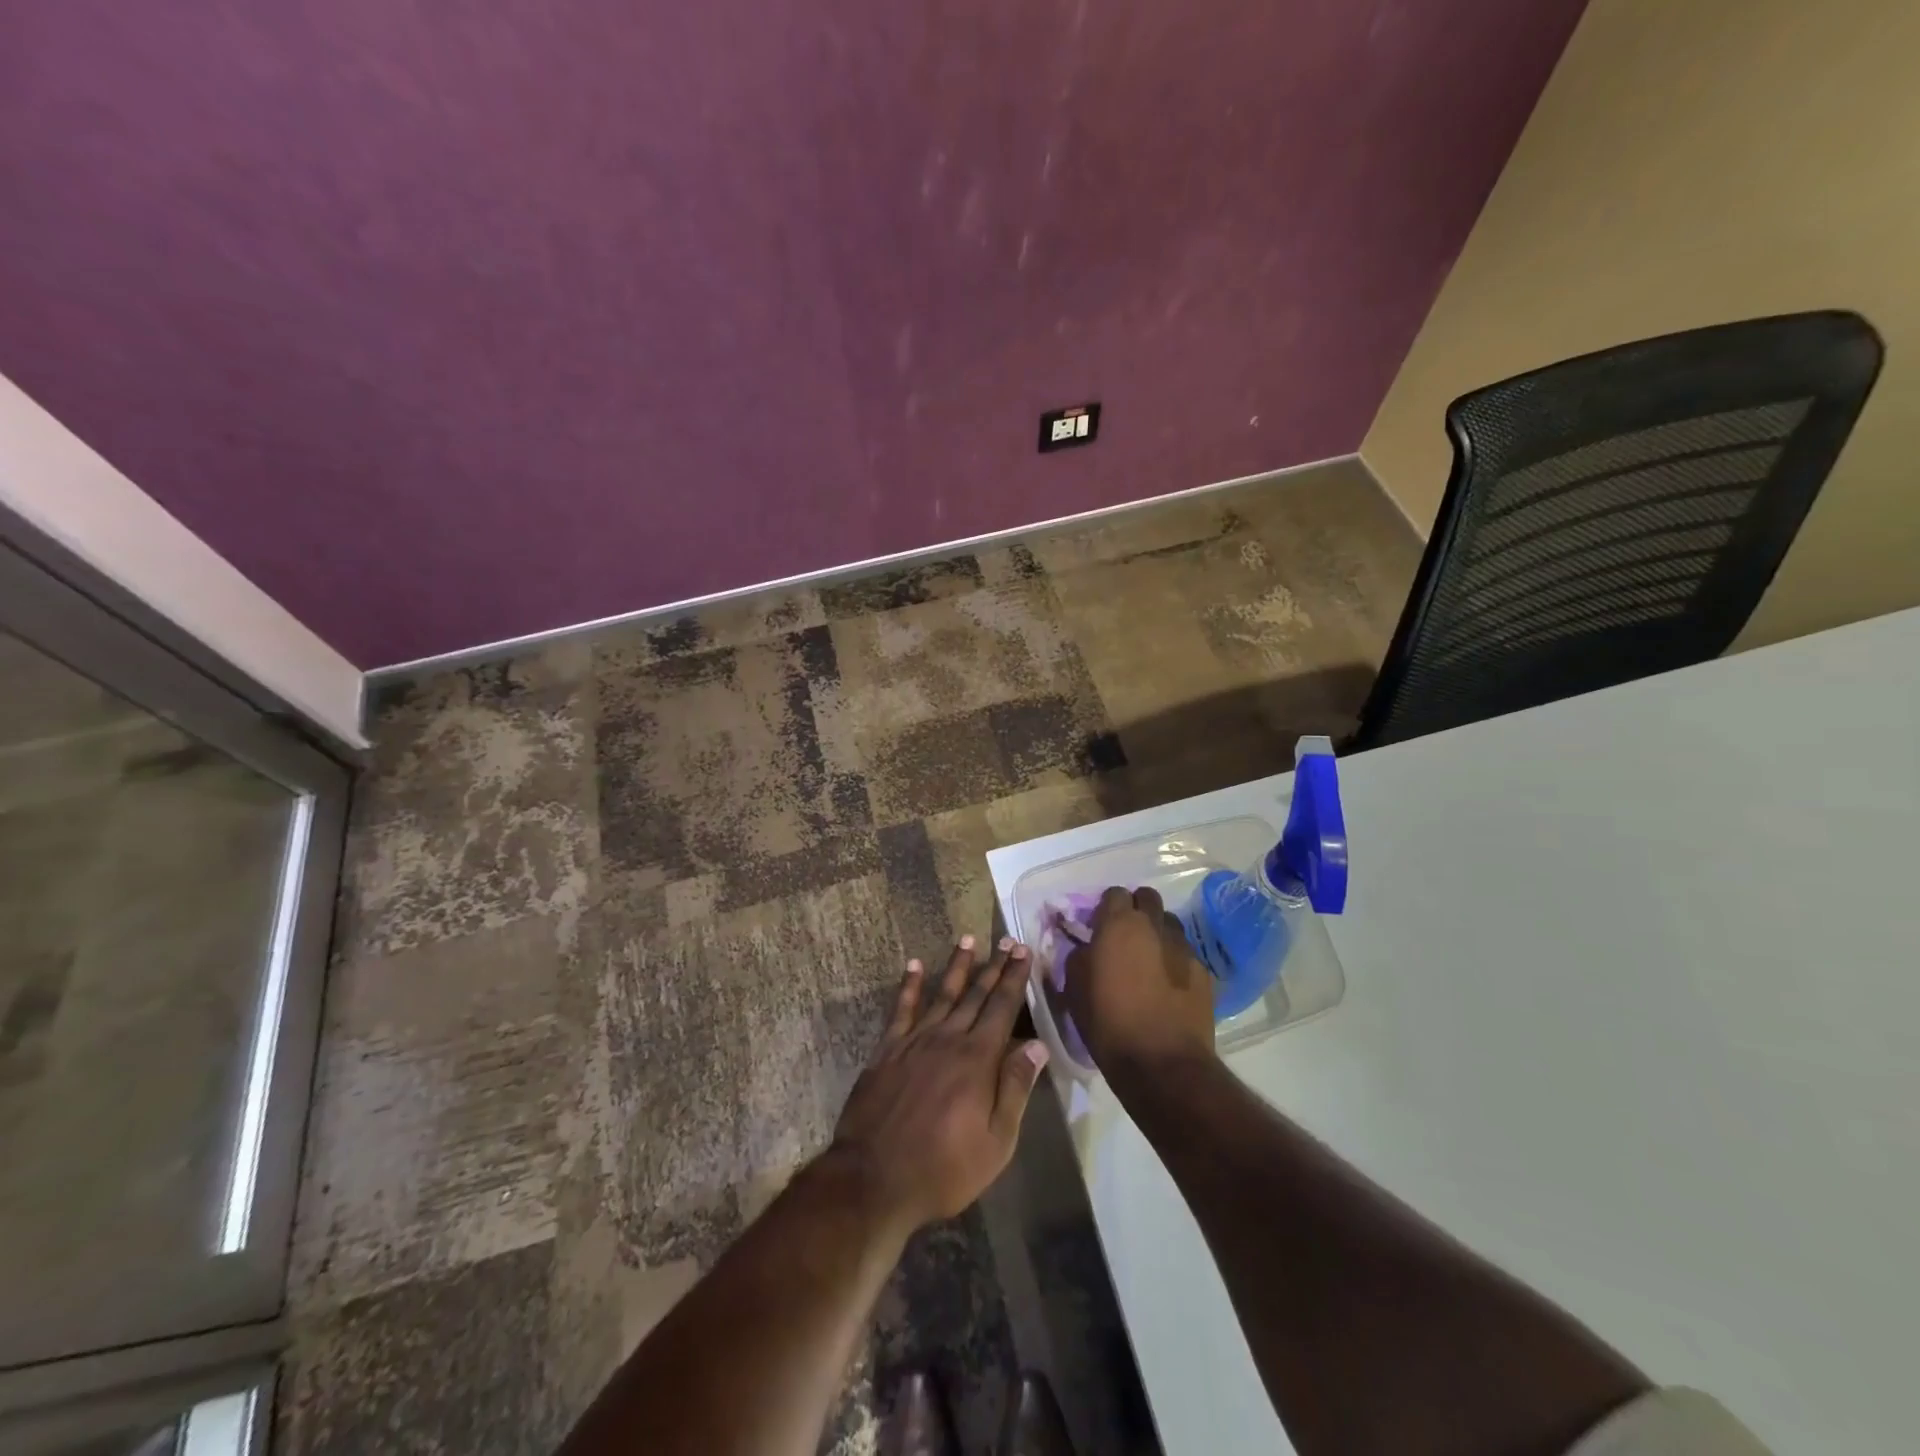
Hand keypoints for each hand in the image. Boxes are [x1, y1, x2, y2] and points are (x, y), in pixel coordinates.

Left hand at [827, 935, 1049, 1238]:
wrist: (874, 1178)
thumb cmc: (943, 1168)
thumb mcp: (995, 1142)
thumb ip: (1015, 1089)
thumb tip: (1037, 1045)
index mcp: (978, 1059)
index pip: (1002, 1008)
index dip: (1015, 978)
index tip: (1023, 952)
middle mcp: (948, 1039)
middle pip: (975, 994)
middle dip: (994, 966)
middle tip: (1006, 940)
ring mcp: (914, 1041)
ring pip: (942, 994)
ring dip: (957, 966)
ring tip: (968, 939)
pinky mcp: (887, 1050)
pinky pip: (901, 1009)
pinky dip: (909, 985)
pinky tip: (914, 965)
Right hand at [1065, 886, 1216, 1078]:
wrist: (1162, 1063)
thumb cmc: (1109, 1022)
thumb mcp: (1075, 987)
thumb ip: (1079, 955)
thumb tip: (1088, 947)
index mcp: (1120, 924)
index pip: (1114, 893)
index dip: (1106, 908)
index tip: (1098, 927)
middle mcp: (1154, 926)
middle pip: (1148, 898)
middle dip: (1137, 910)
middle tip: (1125, 936)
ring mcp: (1184, 947)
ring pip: (1169, 924)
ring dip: (1158, 933)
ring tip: (1149, 960)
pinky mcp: (1204, 972)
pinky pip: (1185, 953)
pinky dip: (1175, 961)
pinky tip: (1168, 986)